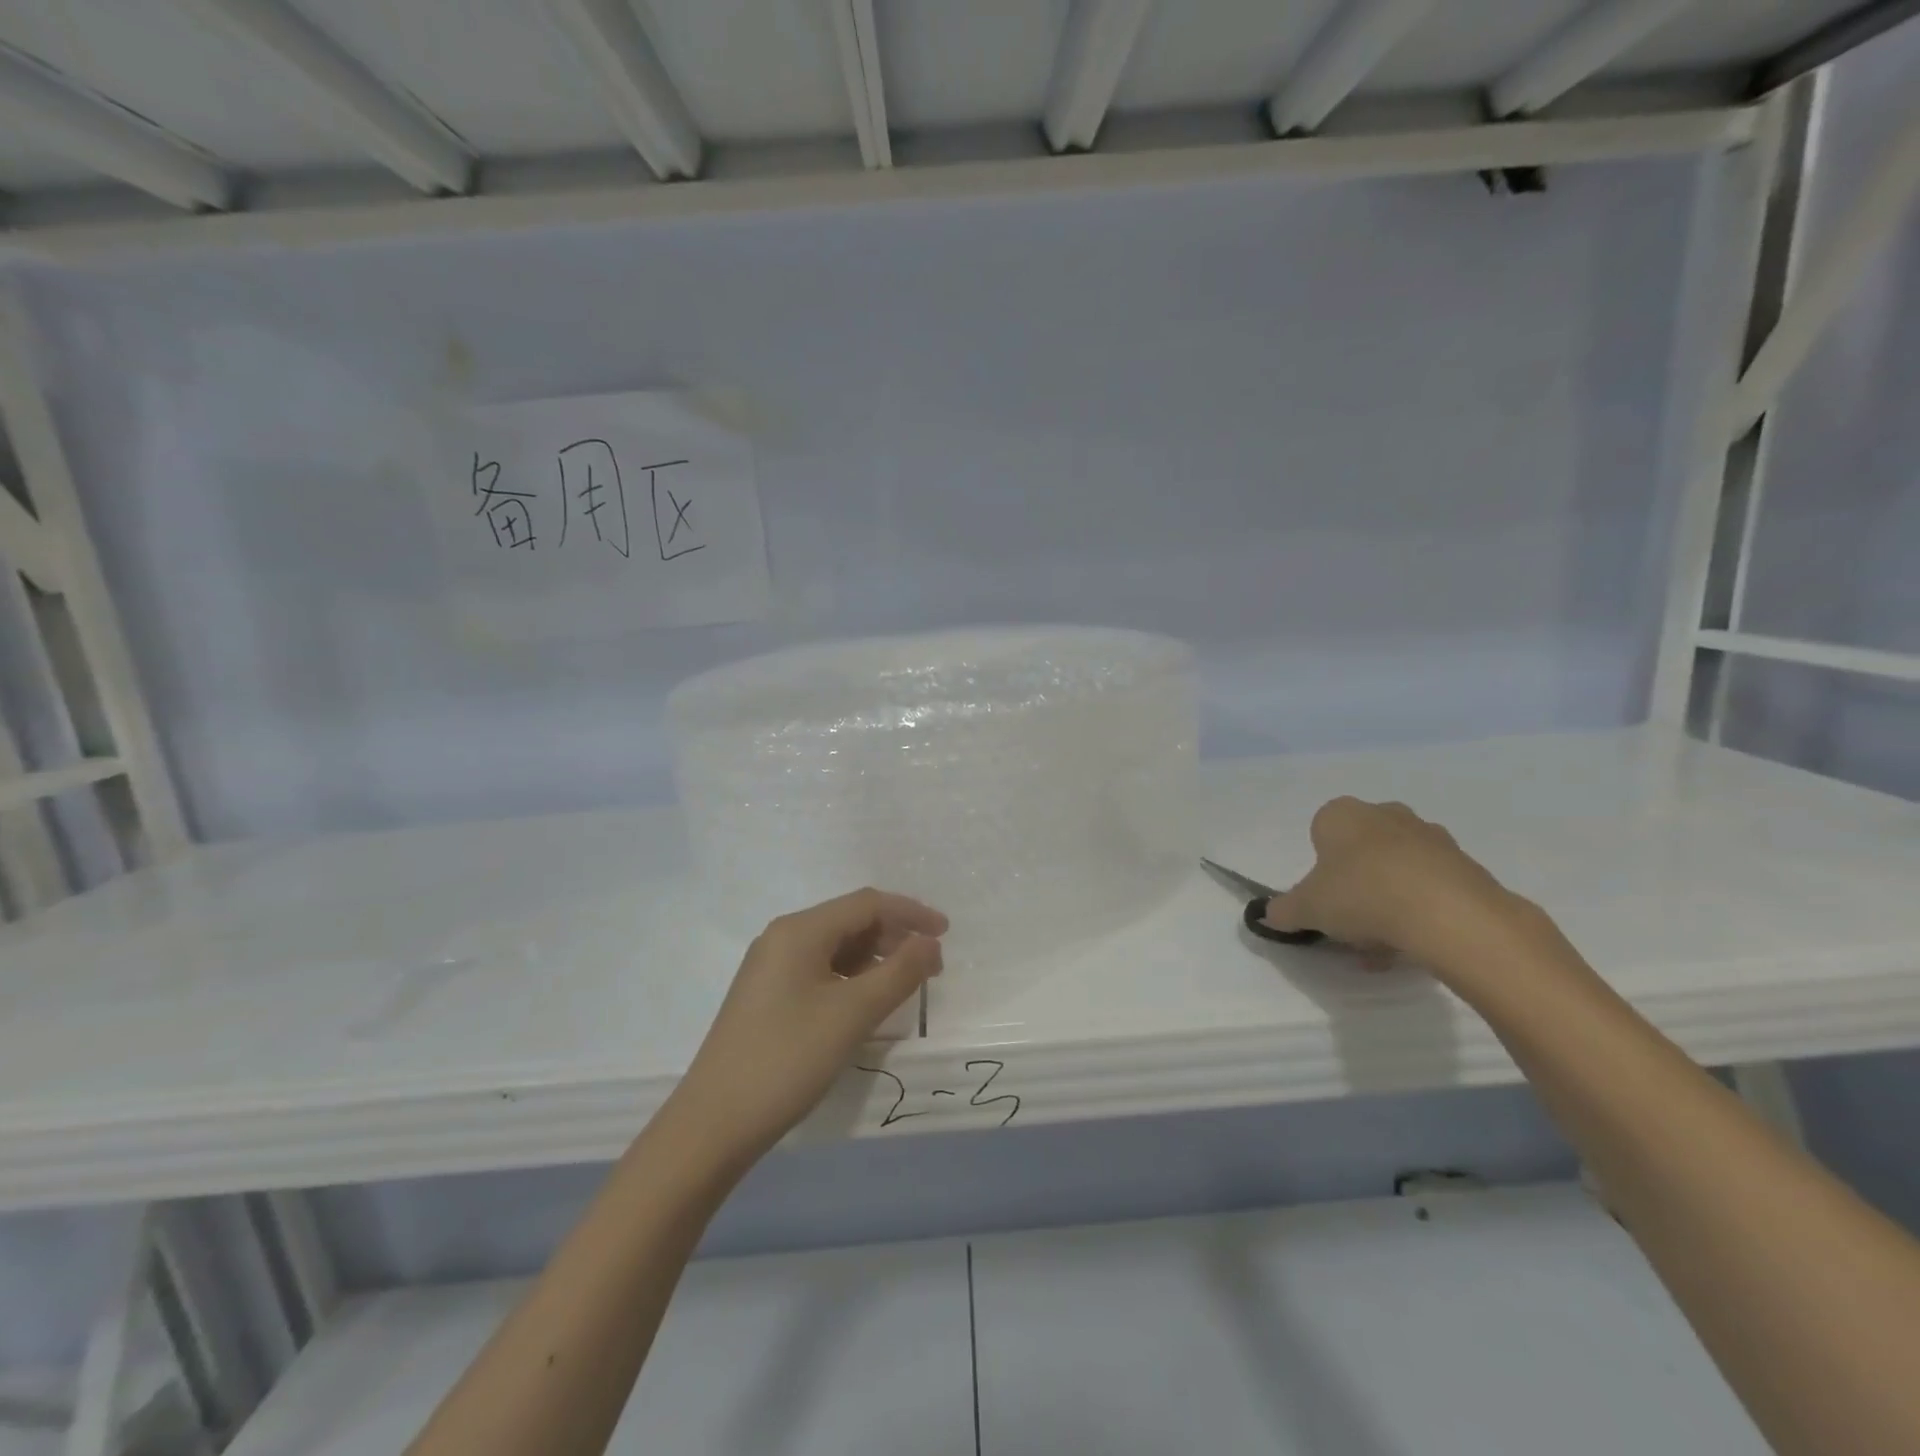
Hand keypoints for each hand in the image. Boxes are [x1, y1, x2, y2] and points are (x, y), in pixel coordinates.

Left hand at [672, 889, 947, 1163]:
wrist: (714, 1124)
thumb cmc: (788, 1059)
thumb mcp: (853, 1013)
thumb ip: (899, 973)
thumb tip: (930, 943)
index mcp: (800, 930)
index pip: (867, 904)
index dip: (911, 914)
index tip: (947, 934)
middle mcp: (782, 938)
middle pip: (850, 920)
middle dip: (895, 936)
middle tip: (931, 966)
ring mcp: (771, 967)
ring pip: (836, 947)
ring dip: (875, 958)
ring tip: (905, 985)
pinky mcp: (768, 996)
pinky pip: (820, 970)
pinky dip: (851, 978)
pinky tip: (866, 1002)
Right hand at [1262, 797, 1524, 966]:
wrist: (1449, 914)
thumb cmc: (1361, 895)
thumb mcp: (1306, 909)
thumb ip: (1284, 911)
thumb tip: (1269, 915)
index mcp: (1342, 814)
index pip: (1320, 832)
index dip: (1319, 868)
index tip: (1324, 899)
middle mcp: (1385, 814)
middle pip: (1362, 850)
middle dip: (1356, 884)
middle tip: (1351, 923)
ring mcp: (1430, 836)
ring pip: (1398, 870)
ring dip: (1388, 901)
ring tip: (1384, 945)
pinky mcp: (1466, 864)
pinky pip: (1432, 887)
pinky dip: (1421, 911)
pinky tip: (1415, 944)